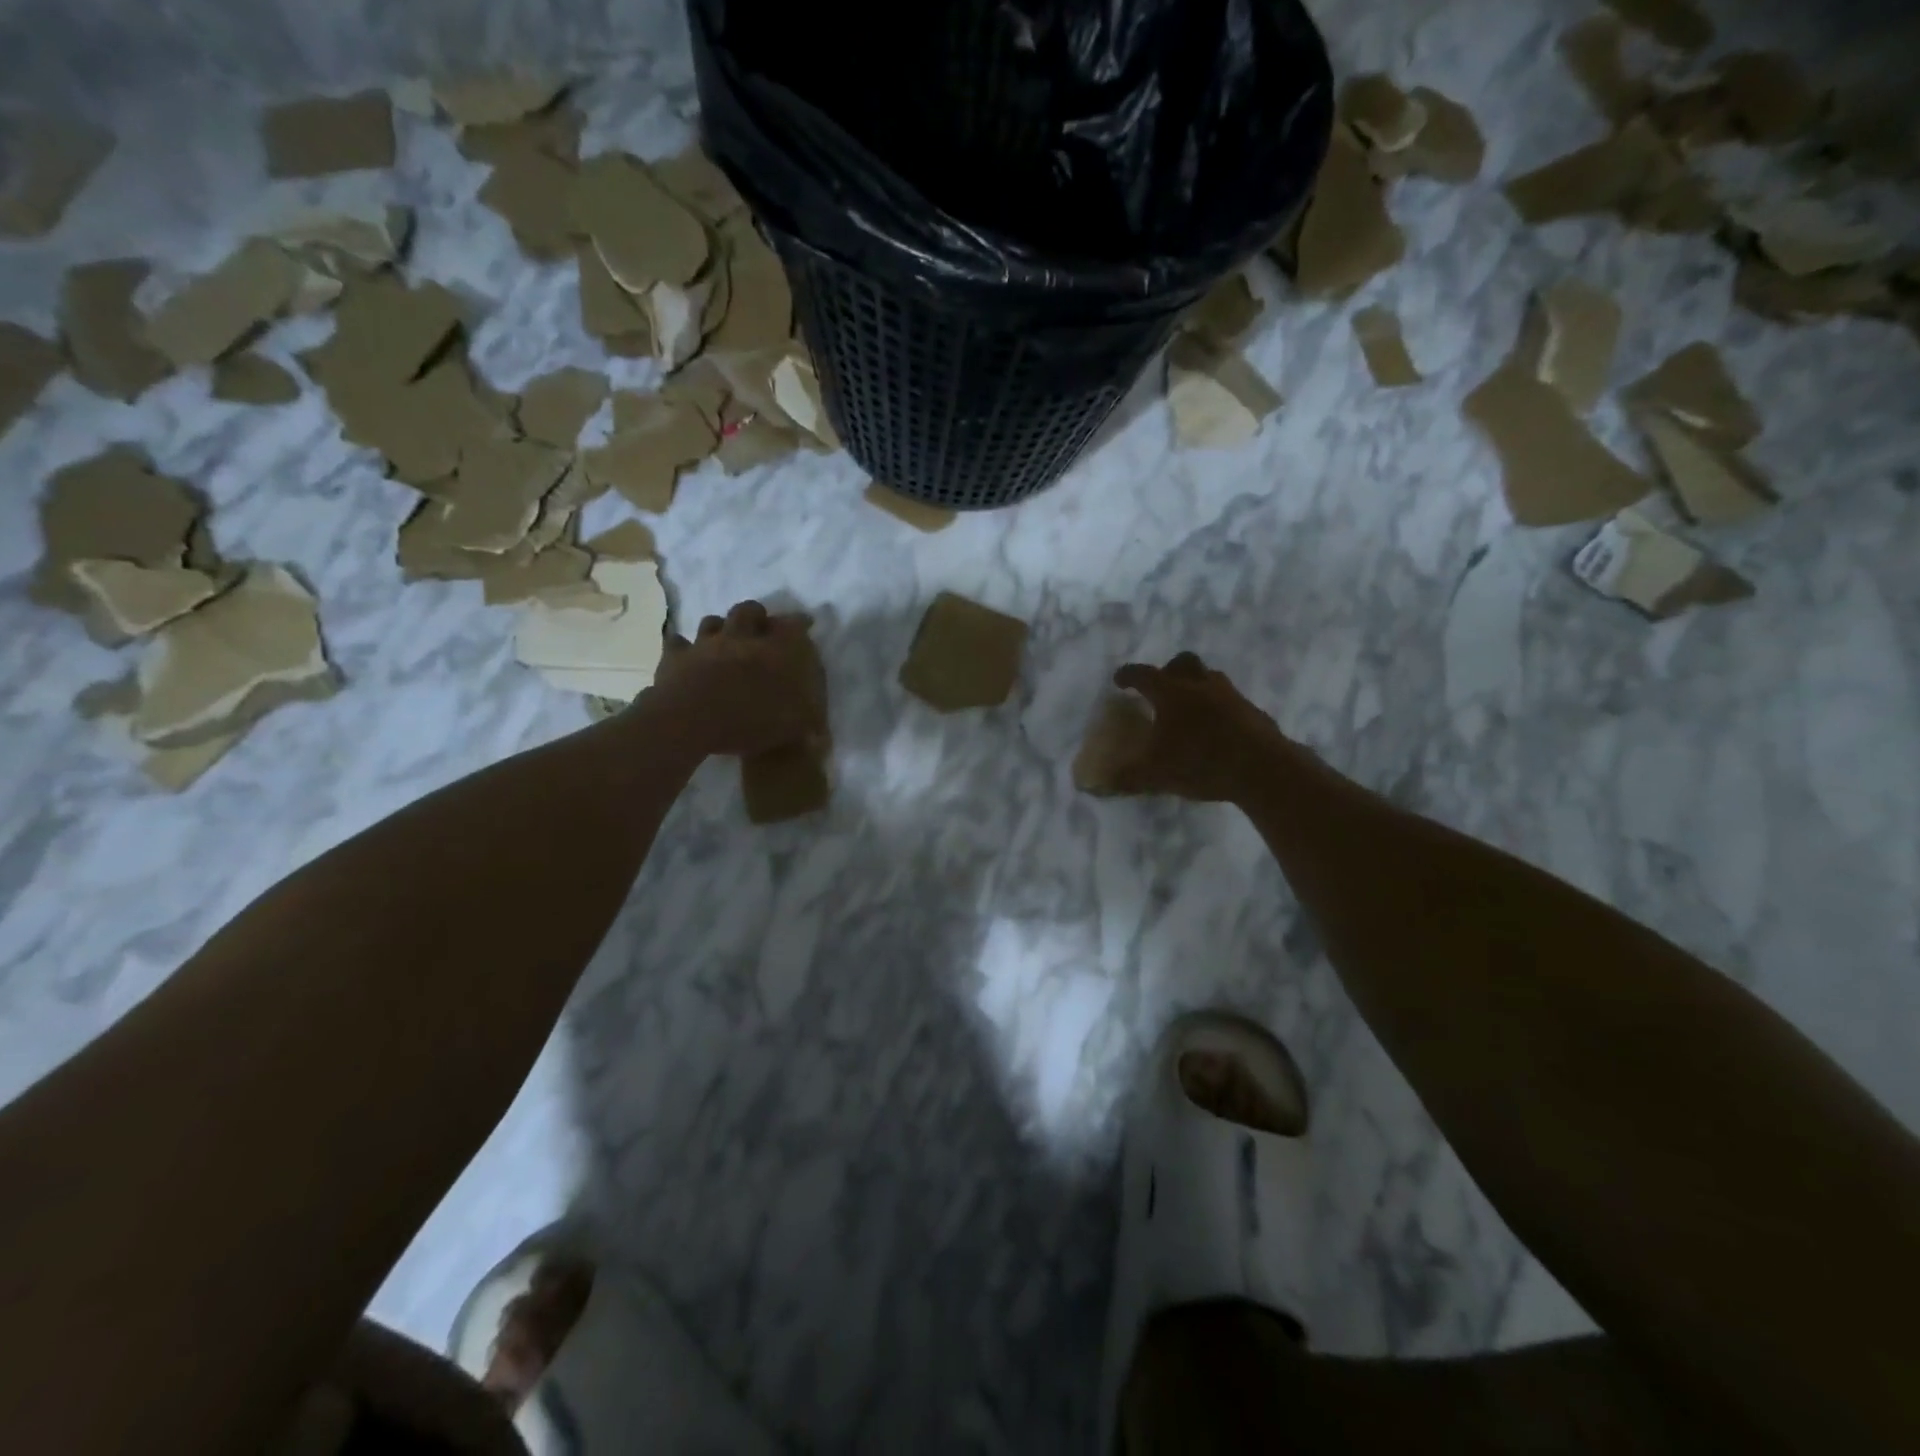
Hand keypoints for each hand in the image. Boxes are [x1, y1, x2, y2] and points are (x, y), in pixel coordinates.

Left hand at [647, 600, 826, 757]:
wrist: (689, 722)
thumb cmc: (747, 722)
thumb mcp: (790, 727)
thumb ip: (807, 721)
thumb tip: (819, 729)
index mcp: (773, 651)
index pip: (793, 625)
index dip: (801, 622)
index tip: (806, 623)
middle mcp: (740, 638)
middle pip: (749, 611)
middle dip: (757, 615)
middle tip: (761, 627)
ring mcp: (705, 644)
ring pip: (712, 621)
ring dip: (721, 627)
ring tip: (725, 638)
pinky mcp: (675, 656)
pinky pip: (678, 643)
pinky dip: (683, 647)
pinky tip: (687, 654)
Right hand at [1090, 652, 1287, 802]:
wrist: (1262, 769)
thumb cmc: (1200, 763)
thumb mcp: (1156, 775)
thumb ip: (1128, 776)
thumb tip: (1104, 782)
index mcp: (1171, 693)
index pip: (1143, 675)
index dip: (1128, 676)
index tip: (1120, 680)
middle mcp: (1200, 685)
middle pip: (1183, 663)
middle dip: (1169, 671)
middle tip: (1160, 689)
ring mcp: (1231, 696)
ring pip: (1210, 678)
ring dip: (1197, 687)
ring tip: (1189, 709)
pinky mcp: (1252, 712)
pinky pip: (1230, 701)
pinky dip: (1218, 708)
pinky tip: (1216, 731)